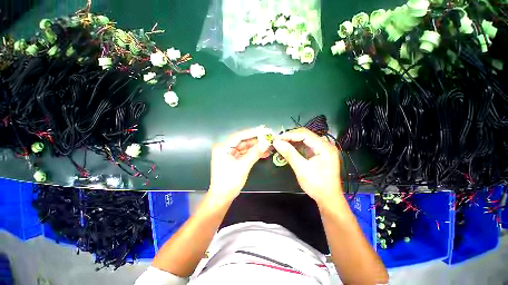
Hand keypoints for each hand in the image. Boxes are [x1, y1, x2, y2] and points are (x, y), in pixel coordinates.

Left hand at [208, 127, 271, 203]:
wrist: (223, 197)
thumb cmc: (229, 181)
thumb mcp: (243, 166)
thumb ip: (255, 153)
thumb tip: (266, 142)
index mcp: (223, 147)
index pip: (239, 136)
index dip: (252, 132)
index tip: (264, 129)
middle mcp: (226, 147)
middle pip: (243, 141)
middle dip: (256, 140)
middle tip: (269, 137)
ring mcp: (230, 153)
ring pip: (246, 147)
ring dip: (257, 147)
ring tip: (269, 145)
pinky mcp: (235, 158)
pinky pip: (246, 153)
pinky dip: (254, 153)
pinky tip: (264, 152)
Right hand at [273, 128, 341, 204]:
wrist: (328, 198)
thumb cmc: (317, 184)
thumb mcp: (301, 169)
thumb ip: (289, 154)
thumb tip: (276, 143)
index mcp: (324, 147)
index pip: (305, 134)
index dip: (290, 135)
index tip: (277, 138)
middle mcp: (325, 144)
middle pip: (305, 135)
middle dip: (290, 137)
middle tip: (277, 140)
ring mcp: (322, 149)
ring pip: (304, 140)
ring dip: (292, 141)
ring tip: (280, 143)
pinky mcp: (318, 153)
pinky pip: (305, 146)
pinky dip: (295, 146)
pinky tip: (287, 148)